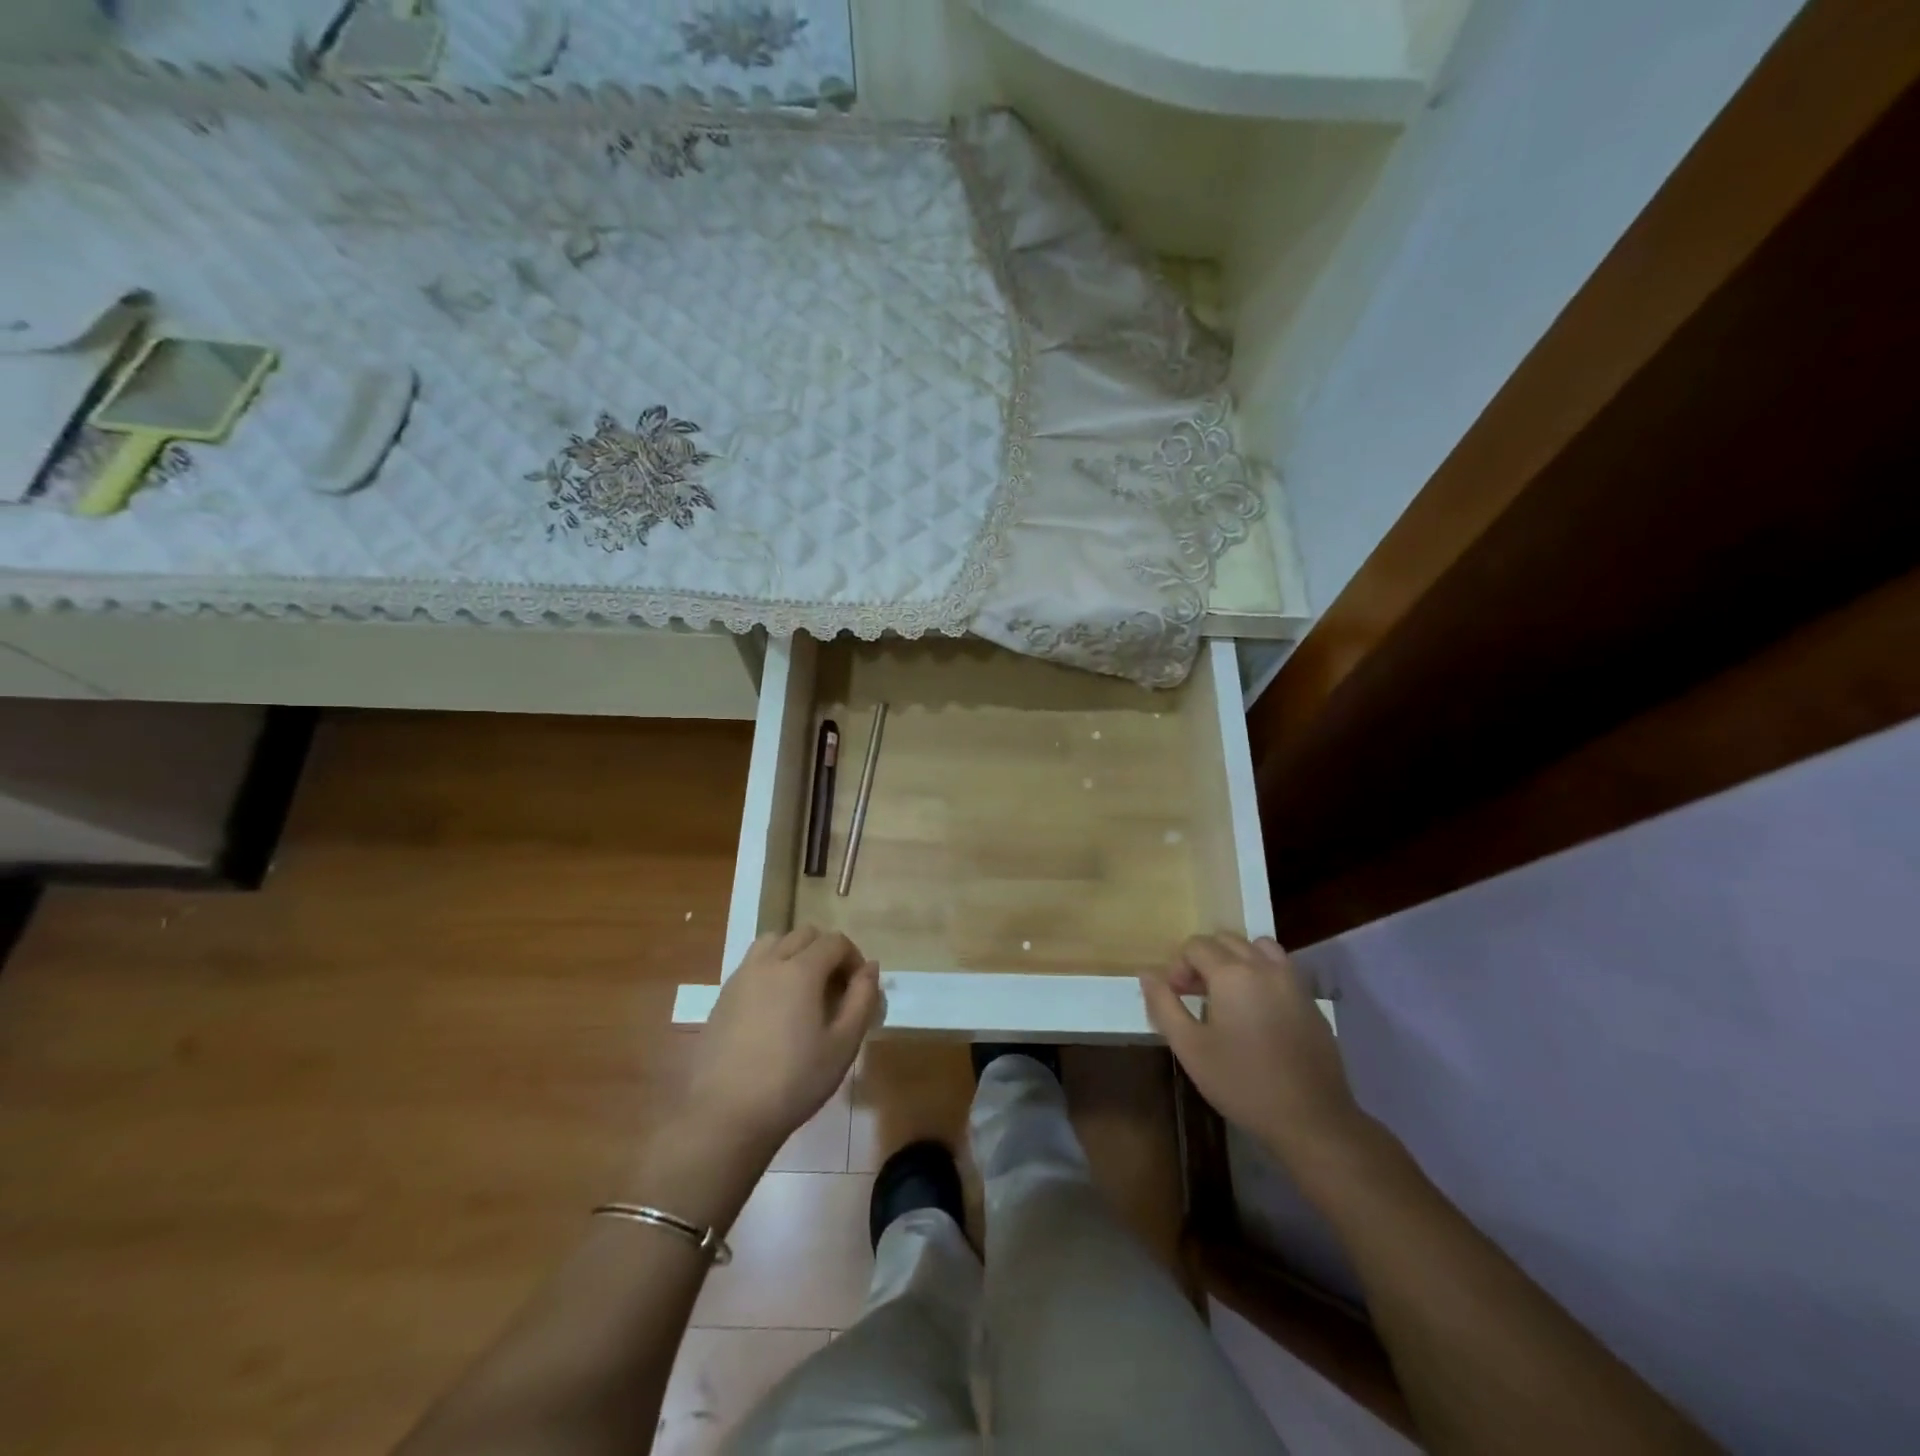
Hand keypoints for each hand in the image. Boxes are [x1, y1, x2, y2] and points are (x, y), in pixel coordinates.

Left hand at [685, 927, 884, 1154]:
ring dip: (795, 953)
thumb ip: (862, 1000)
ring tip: (803, 990)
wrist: (724, 1116)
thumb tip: (871, 967)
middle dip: (826, 952)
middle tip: (835, 989)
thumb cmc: (793, 1082)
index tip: (859, 988)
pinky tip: (775, 1009)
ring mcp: (741, 977)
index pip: (835, 941)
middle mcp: (769, 962)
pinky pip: (752, 964)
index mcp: (801, 970)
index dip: (854, 958)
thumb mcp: (843, 1045)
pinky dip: (771, 969)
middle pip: (804, 935)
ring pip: (773, 942)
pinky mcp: (722, 996)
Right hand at [1141, 934, 1368, 1168]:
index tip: (1175, 998)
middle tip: (1195, 995)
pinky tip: (1256, 1010)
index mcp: (1232, 973)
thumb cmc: (1242, 1083)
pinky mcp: (1310, 1000)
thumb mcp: (1190, 1047)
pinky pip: (1279, 968)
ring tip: (1227, 995)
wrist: (1311, 1119)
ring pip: (1256, 947)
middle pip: (1225, 940)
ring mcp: (1292, 981)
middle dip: (1203, 960)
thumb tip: (1146, 972)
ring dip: (1235, 960)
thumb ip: (1163, 1004)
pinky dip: (1261, 973)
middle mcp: (1264, 966)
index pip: (1195, 945)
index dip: (1178, 966)